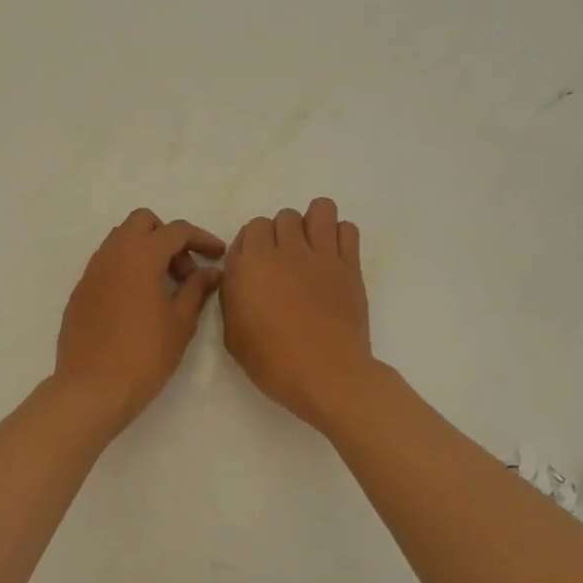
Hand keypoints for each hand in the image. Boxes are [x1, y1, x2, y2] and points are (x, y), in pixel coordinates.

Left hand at [54, 208, 226, 430]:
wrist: (92, 389)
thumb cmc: (145, 356)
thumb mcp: (180, 323)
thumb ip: (196, 289)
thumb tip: (210, 271)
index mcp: (140, 256)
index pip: (175, 231)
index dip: (201, 239)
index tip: (217, 255)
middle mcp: (112, 255)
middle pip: (142, 223)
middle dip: (167, 237)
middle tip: (184, 272)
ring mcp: (91, 272)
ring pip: (120, 241)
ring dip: (145, 251)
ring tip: (163, 288)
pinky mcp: (80, 292)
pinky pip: (106, 265)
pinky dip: (126, 270)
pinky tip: (138, 303)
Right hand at [222, 197, 374, 428]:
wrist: (326, 374)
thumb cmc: (273, 362)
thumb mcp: (233, 334)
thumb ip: (233, 296)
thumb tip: (241, 276)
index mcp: (252, 263)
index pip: (251, 228)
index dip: (252, 246)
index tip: (256, 268)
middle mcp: (286, 249)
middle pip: (284, 217)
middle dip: (281, 234)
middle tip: (284, 264)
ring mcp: (322, 254)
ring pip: (319, 209)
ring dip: (312, 223)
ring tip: (311, 249)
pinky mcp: (350, 265)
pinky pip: (347, 229)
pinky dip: (339, 236)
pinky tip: (333, 258)